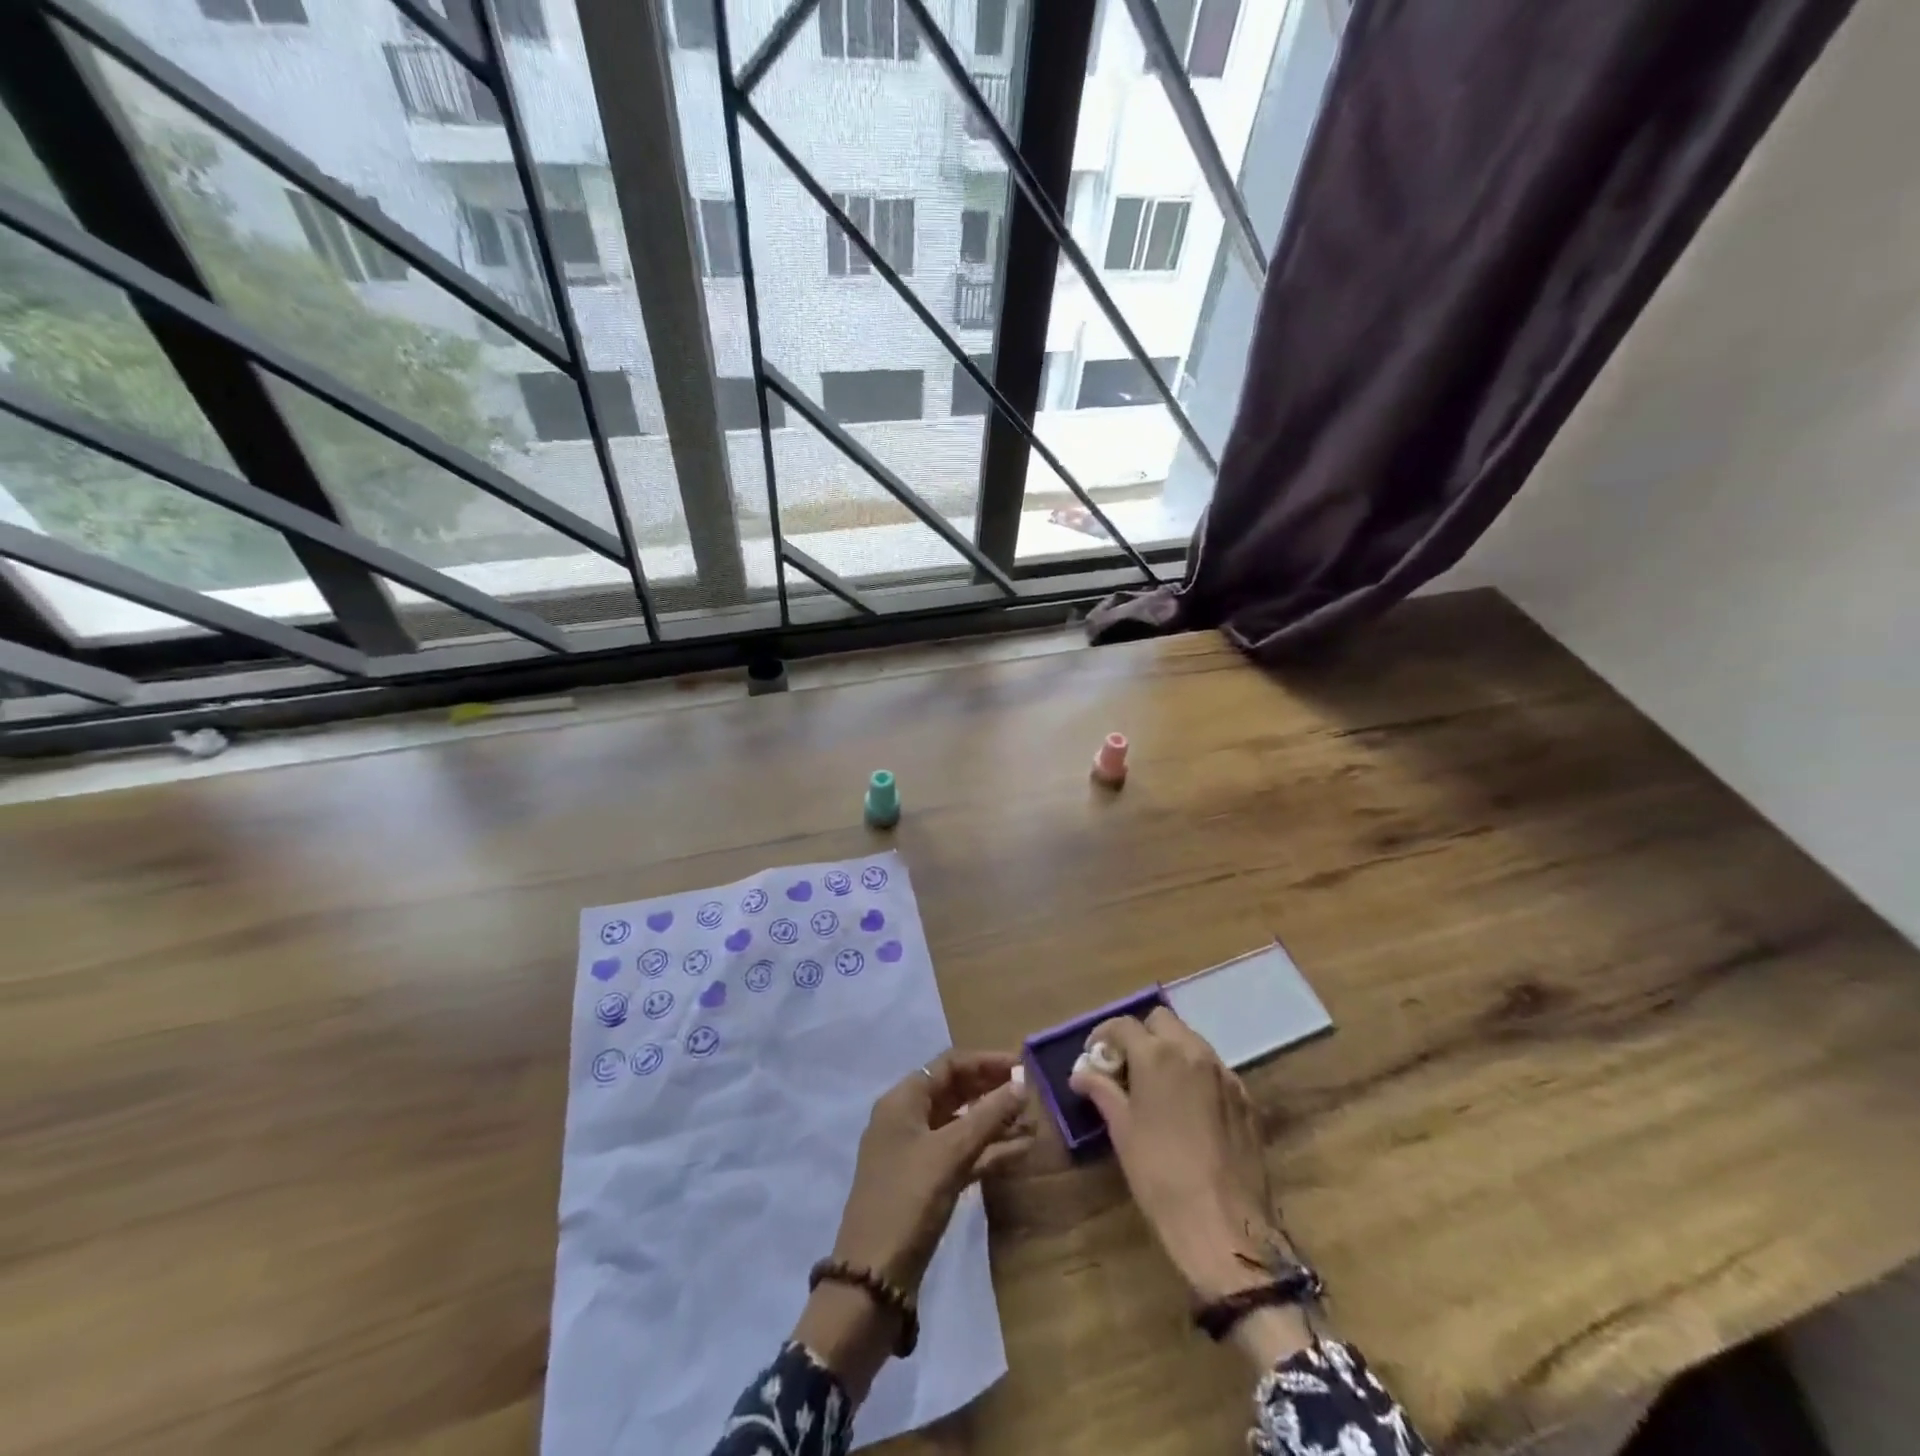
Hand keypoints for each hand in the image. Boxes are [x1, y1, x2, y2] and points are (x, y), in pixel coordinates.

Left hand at [793, 1051, 1031, 1396]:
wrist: (873, 1280)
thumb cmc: (908, 1200)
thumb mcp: (950, 1153)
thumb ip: (988, 1116)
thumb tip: (1023, 1083)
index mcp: (903, 1100)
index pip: (949, 1064)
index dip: (986, 1061)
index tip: (1023, 1066)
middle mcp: (907, 1119)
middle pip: (956, 1091)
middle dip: (993, 1090)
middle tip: (1032, 1095)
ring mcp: (916, 1152)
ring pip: (961, 1124)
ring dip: (995, 1122)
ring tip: (1034, 1123)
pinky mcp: (927, 1183)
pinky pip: (962, 1154)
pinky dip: (989, 1150)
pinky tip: (1021, 1152)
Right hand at [1070, 1009, 1311, 1369]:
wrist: (1224, 1225)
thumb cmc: (1160, 1175)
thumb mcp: (1122, 1131)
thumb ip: (1102, 1091)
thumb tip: (1080, 1074)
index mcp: (1158, 1055)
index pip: (1123, 1025)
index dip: (1104, 1035)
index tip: (1094, 1056)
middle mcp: (1193, 1052)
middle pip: (1162, 1020)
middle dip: (1141, 1035)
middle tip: (1127, 1066)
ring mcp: (1225, 1074)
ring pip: (1191, 1041)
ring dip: (1170, 1051)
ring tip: (1157, 1086)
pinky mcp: (1246, 1098)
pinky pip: (1214, 1069)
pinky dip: (1196, 1074)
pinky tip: (1188, 1108)